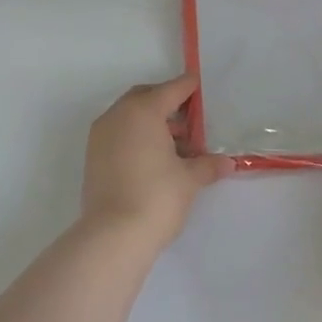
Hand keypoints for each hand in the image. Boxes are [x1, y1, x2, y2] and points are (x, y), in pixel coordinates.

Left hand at [81, 75, 234, 248]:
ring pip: (129, 117)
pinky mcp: (93, 158)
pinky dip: (137, 138)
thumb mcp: (190, 179)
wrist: (114, 235)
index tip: (200, 86)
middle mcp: (117, 117)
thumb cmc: (157, 197)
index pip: (170, 90)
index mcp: (142, 112)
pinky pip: (119, 135)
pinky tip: (157, 159)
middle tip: (191, 119)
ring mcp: (100, 137)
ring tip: (179, 145)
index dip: (188, 87)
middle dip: (167, 103)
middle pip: (145, 98)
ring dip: (152, 123)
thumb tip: (227, 163)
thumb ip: (208, 165)